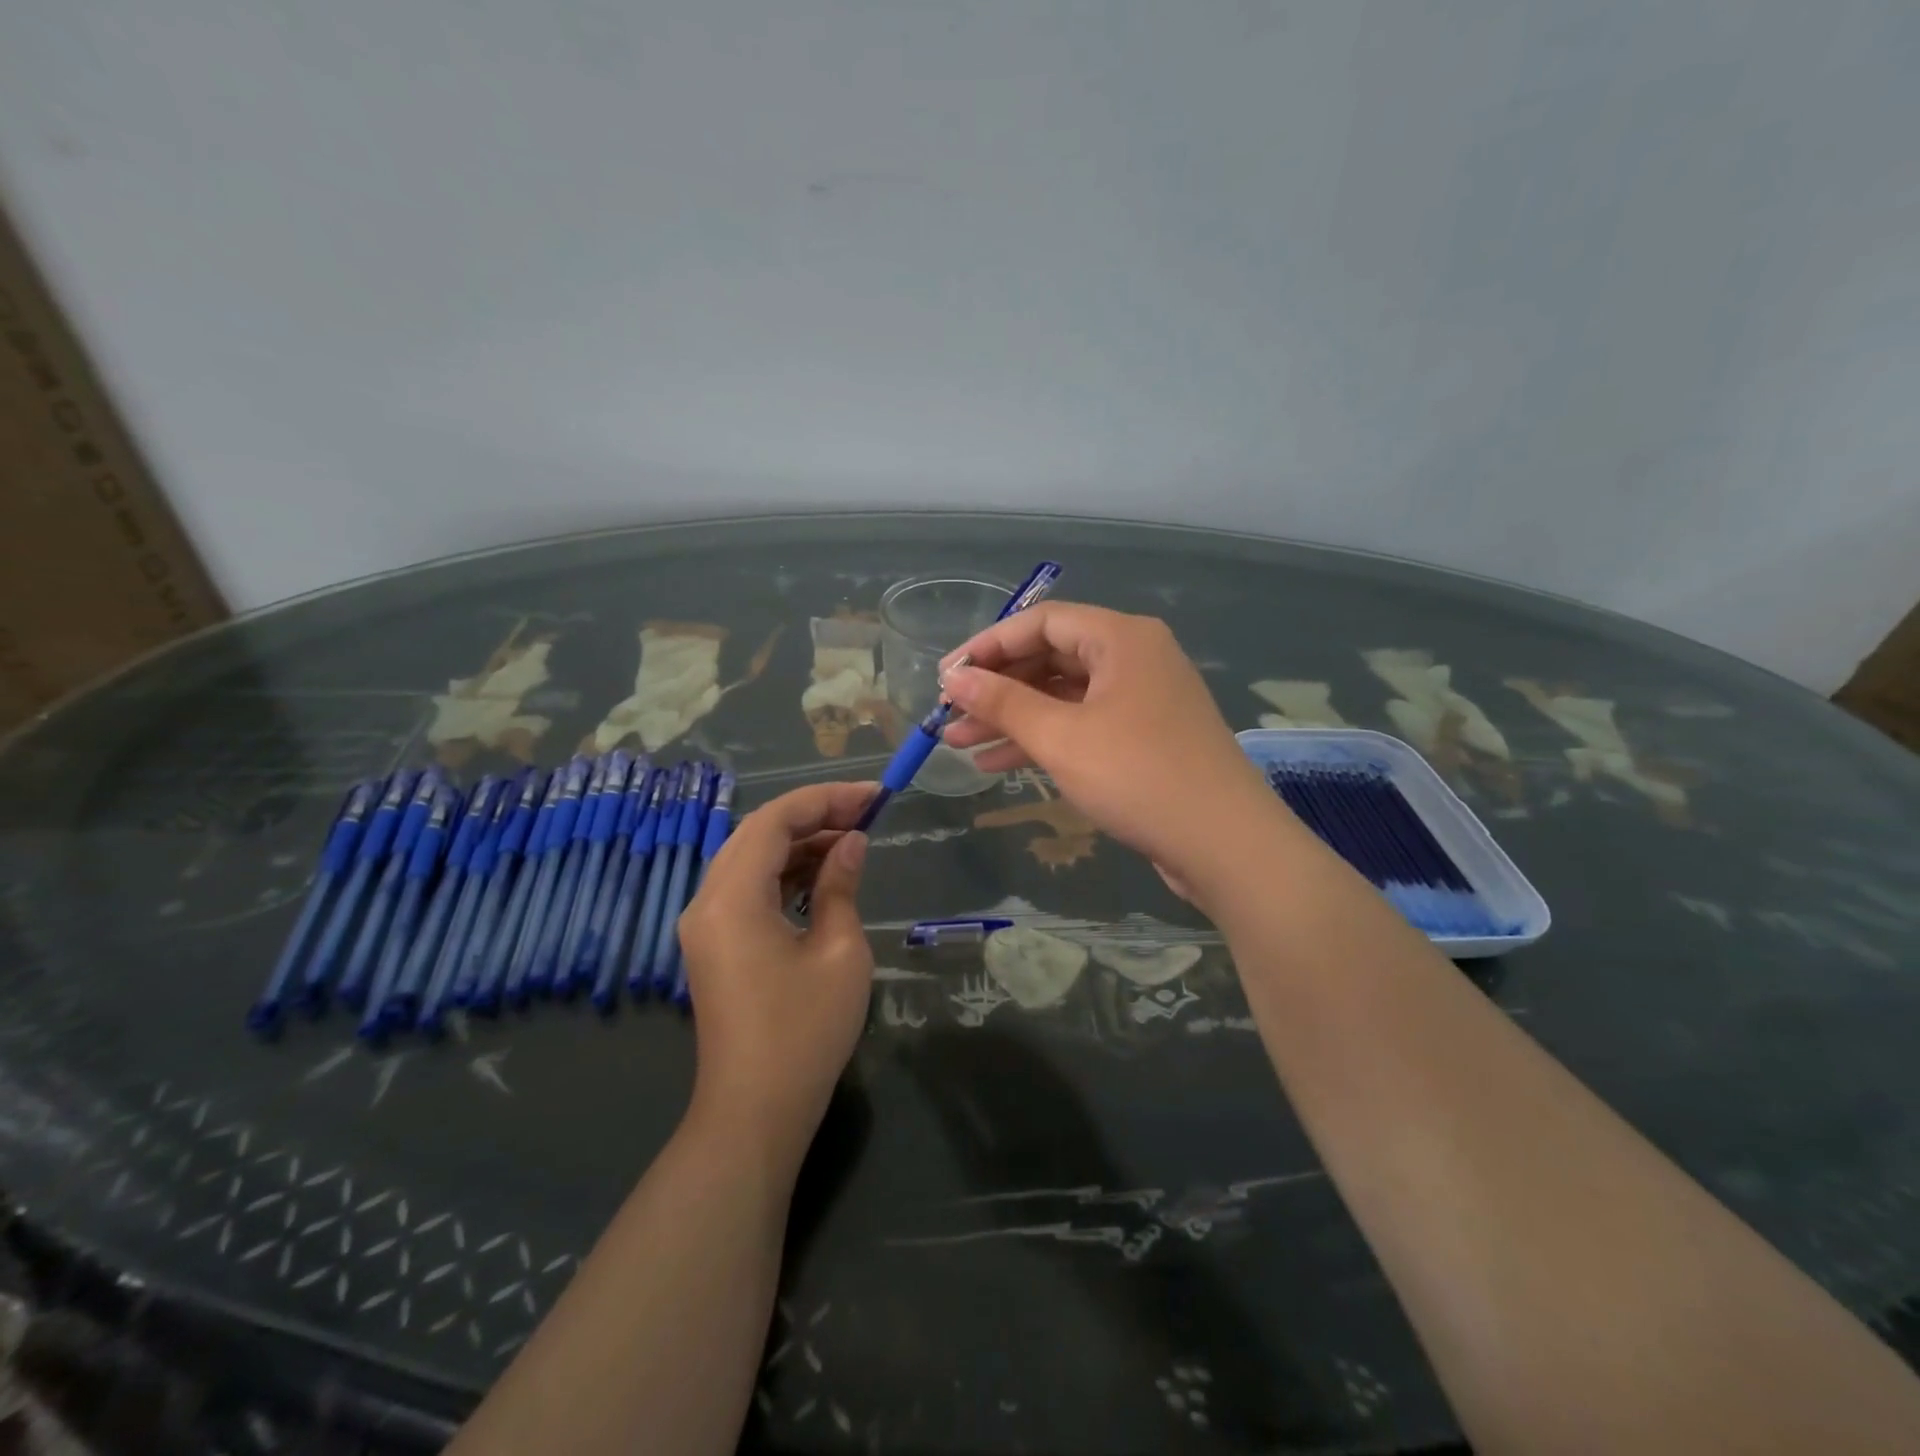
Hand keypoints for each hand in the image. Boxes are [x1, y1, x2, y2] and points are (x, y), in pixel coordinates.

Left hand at [676, 783, 875, 1165]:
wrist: (755, 1112)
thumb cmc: (804, 1031)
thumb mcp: (839, 951)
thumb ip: (841, 885)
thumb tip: (852, 843)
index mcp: (732, 897)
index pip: (774, 819)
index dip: (825, 799)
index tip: (872, 796)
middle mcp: (707, 901)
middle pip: (757, 832)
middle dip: (813, 815)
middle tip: (866, 813)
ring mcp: (705, 924)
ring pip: (751, 858)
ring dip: (800, 843)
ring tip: (853, 839)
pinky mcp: (714, 945)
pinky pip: (747, 889)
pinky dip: (784, 873)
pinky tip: (823, 873)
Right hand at [940, 603, 1282, 906]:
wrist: (1224, 843)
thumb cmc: (1138, 776)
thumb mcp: (1060, 737)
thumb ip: (1004, 702)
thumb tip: (955, 678)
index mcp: (1121, 638)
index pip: (1041, 622)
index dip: (988, 646)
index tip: (947, 677)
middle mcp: (1134, 658)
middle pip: (1051, 658)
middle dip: (997, 689)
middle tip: (949, 715)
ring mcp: (1141, 699)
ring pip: (1063, 697)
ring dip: (1013, 718)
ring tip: (959, 744)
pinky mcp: (1144, 738)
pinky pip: (1082, 725)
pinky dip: (1043, 740)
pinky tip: (999, 763)